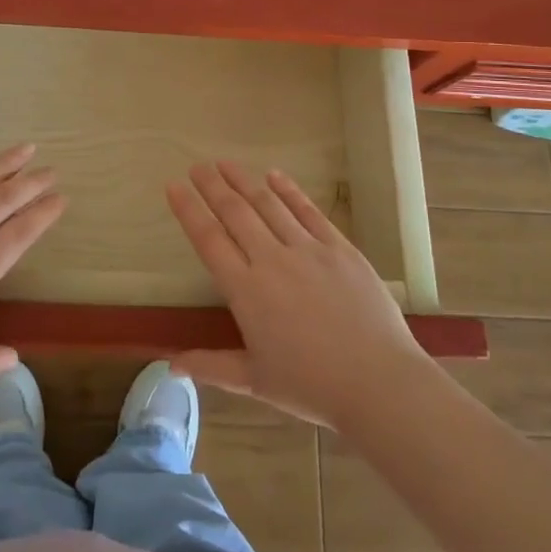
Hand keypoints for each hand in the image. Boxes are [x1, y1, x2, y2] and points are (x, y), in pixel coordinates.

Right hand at [166, 160, 423, 427]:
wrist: (380, 383)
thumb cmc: (312, 387)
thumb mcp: (255, 381)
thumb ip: (211, 365)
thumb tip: (170, 363)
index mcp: (247, 291)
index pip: (209, 240)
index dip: (188, 210)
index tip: (173, 186)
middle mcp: (272, 261)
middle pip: (235, 213)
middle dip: (212, 186)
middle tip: (197, 166)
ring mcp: (308, 250)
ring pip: (268, 205)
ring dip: (244, 181)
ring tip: (226, 164)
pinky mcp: (339, 248)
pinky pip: (308, 212)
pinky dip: (289, 191)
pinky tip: (274, 175)